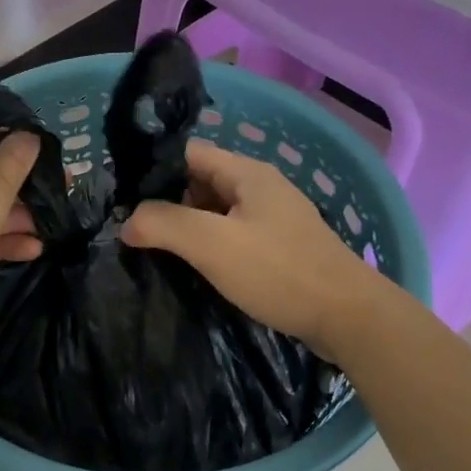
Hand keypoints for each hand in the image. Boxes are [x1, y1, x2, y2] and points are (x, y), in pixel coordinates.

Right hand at [122, 139, 384, 361]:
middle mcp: (261, 187)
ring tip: (154, 250)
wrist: (348, 316)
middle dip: (166, 202)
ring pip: (216, 211)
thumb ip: (164, 224)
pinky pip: (233, 235)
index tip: (122, 197)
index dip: (153, 170)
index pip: (188, 154)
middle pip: (200, 182)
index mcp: (247, 174)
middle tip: (133, 229)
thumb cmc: (279, 272)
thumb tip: (128, 222)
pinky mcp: (280, 248)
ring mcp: (273, 218)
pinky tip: (193, 268)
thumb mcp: (213, 244)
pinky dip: (210, 246)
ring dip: (187, 227)